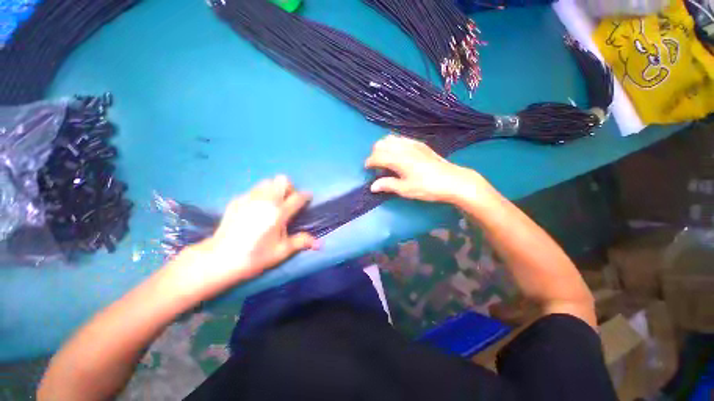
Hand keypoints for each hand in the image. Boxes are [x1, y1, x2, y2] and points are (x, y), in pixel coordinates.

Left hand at [160, 176, 317, 303]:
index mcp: (278, 213)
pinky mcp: (237, 200)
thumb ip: (301, 242)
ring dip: (275, 189)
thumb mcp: (281, 251)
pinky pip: (254, 190)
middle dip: (289, 188)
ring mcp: (249, 198)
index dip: (306, 196)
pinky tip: (256, 209)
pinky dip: (260, 194)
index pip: (298, 197)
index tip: (308, 198)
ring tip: (273, 203)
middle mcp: (265, 201)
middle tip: (288, 202)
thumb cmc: (255, 256)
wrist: (220, 259)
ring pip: (267, 182)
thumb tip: (320, 244)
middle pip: (282, 180)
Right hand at [365, 135, 492, 205]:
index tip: (367, 169)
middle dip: (374, 154)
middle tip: (377, 166)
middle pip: (381, 144)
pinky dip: (394, 144)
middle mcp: (403, 148)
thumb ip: (387, 185)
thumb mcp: (405, 190)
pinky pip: (401, 139)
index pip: (376, 156)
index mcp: (398, 159)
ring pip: (390, 138)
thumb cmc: (427, 187)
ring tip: (386, 160)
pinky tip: (399, 154)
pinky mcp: (420, 144)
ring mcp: (412, 144)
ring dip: (384, 147)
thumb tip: (372, 186)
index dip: (369, 162)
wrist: (452, 180)